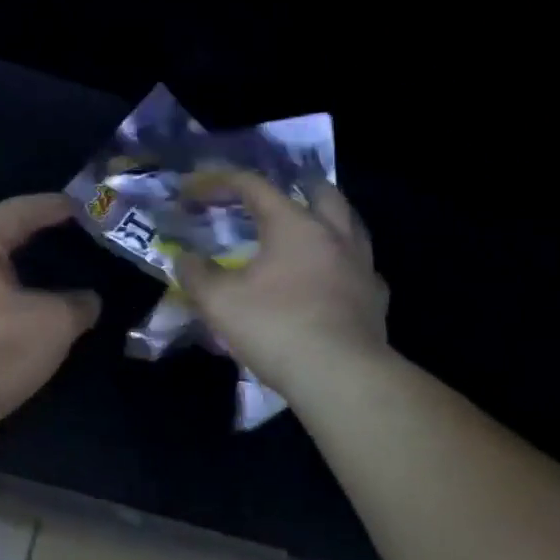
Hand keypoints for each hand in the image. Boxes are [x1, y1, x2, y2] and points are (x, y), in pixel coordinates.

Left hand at [0, 193, 101, 438]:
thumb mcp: (53, 320)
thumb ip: (79, 303)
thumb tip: (89, 301)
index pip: (17, 211)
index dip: (51, 205)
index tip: (84, 206)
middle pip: (9, 244)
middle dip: (45, 240)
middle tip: (85, 241)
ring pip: (8, 283)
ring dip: (41, 281)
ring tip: (78, 282)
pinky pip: (7, 315)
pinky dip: (33, 313)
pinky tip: (57, 326)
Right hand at [173, 172, 389, 403]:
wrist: (342, 378)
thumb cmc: (276, 328)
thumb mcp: (219, 302)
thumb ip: (196, 275)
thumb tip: (184, 259)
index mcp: (293, 224)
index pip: (255, 186)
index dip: (222, 181)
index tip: (196, 189)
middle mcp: (333, 234)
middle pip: (319, 191)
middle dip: (294, 185)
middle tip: (273, 195)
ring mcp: (361, 265)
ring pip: (350, 224)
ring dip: (327, 219)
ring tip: (308, 229)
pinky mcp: (375, 298)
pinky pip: (361, 266)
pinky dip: (343, 262)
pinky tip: (332, 277)